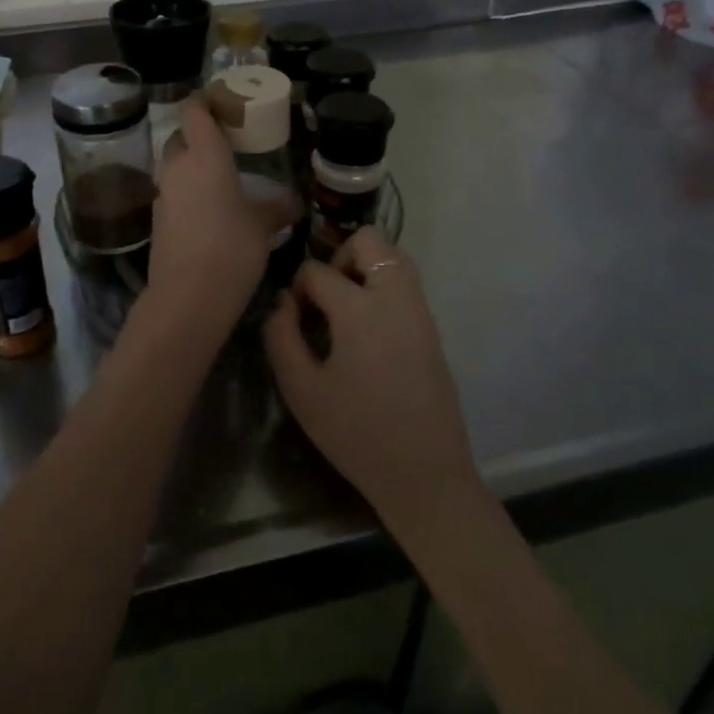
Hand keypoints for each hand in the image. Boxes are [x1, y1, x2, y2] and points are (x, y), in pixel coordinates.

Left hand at [146, 98, 266, 326]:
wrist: (188, 297)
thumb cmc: (232, 247)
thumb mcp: (263, 226)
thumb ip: (278, 208)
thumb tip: (296, 202)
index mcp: (204, 155)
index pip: (194, 110)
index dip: (206, 101)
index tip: (224, 104)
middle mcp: (178, 167)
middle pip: (181, 137)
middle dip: (199, 136)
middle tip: (227, 145)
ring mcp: (163, 194)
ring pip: (174, 166)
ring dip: (191, 166)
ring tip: (220, 179)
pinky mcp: (157, 220)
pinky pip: (172, 193)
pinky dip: (187, 193)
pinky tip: (209, 210)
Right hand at [264, 228, 482, 537]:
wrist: (425, 474)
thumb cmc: (356, 434)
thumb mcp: (302, 390)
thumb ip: (281, 336)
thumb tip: (283, 302)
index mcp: (359, 310)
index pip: (318, 271)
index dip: (298, 287)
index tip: (293, 317)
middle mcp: (395, 297)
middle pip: (370, 240)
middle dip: (339, 257)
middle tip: (325, 298)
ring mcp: (420, 311)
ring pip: (394, 256)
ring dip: (365, 268)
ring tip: (345, 309)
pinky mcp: (432, 328)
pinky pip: (406, 284)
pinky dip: (383, 286)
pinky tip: (366, 329)